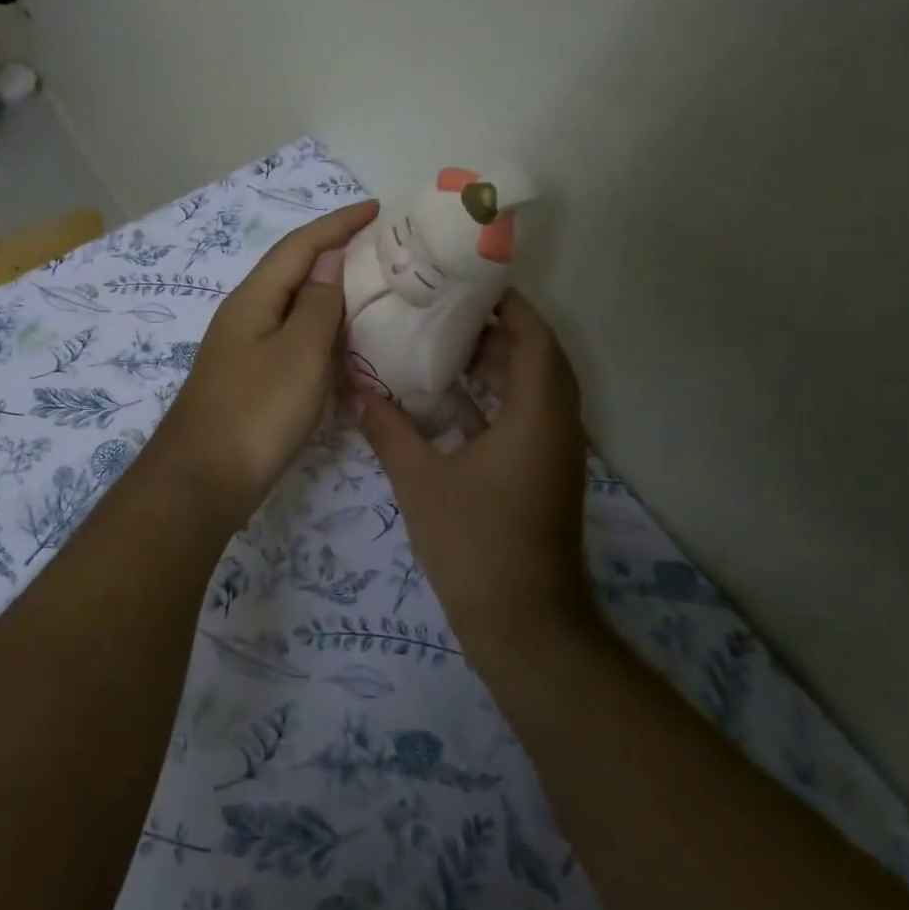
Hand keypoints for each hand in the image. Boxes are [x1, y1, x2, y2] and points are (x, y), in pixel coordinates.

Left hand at [156, 201, 378, 527]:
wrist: (203, 481)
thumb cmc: (256, 411)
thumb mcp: (299, 353)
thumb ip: (318, 304)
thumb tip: (329, 260)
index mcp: (254, 299)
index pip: (299, 246)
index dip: (337, 223)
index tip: (377, 209)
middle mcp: (246, 316)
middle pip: (294, 272)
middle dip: (335, 253)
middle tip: (383, 250)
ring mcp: (246, 350)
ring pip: (294, 308)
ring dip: (331, 294)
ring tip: (374, 289)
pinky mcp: (252, 381)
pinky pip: (293, 341)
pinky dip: (322, 333)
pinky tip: (345, 344)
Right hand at [355, 291, 593, 645]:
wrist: (524, 627)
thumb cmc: (476, 543)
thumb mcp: (420, 480)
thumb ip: (386, 429)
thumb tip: (353, 389)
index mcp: (537, 414)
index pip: (534, 337)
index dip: (508, 305)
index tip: (467, 282)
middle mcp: (554, 426)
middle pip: (534, 359)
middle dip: (492, 332)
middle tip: (441, 310)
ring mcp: (550, 455)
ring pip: (528, 392)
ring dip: (492, 368)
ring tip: (438, 345)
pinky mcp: (539, 478)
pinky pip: (520, 422)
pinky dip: (490, 404)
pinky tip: (445, 403)